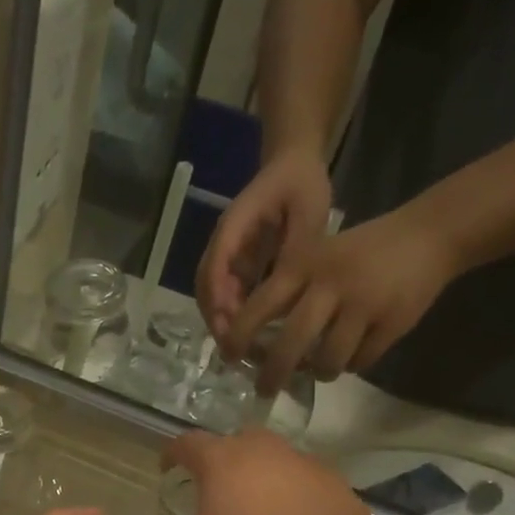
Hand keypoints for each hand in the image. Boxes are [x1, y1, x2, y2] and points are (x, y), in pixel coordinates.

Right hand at [147, 432, 362, 514]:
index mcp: (220, 461)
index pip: (187, 443)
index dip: (172, 453)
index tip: (167, 468)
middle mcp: (260, 449)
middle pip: (233, 442)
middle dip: (219, 459)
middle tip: (213, 487)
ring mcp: (300, 460)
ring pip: (269, 457)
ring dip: (257, 474)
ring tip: (253, 506)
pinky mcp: (331, 478)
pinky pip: (299, 477)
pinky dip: (288, 491)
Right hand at [196, 149, 333, 341]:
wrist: (292, 164)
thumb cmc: (301, 183)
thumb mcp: (308, 209)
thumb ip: (297, 247)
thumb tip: (287, 288)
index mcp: (235, 225)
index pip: (216, 266)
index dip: (219, 299)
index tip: (231, 327)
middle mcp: (223, 244)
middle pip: (205, 288)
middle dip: (217, 320)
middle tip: (235, 349)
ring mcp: (226, 257)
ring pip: (212, 296)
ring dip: (223, 323)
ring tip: (242, 350)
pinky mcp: (235, 266)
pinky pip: (226, 296)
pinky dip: (233, 317)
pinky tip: (251, 336)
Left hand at [224, 205, 459, 394]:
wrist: (429, 235)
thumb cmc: (359, 253)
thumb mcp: (317, 257)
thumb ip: (287, 293)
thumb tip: (254, 346)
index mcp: (304, 265)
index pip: (259, 307)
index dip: (239, 337)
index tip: (230, 358)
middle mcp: (330, 284)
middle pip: (289, 346)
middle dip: (272, 375)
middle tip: (265, 389)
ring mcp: (363, 304)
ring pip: (327, 361)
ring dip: (321, 371)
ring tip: (321, 367)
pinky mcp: (392, 322)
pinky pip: (360, 362)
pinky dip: (353, 364)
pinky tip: (354, 353)